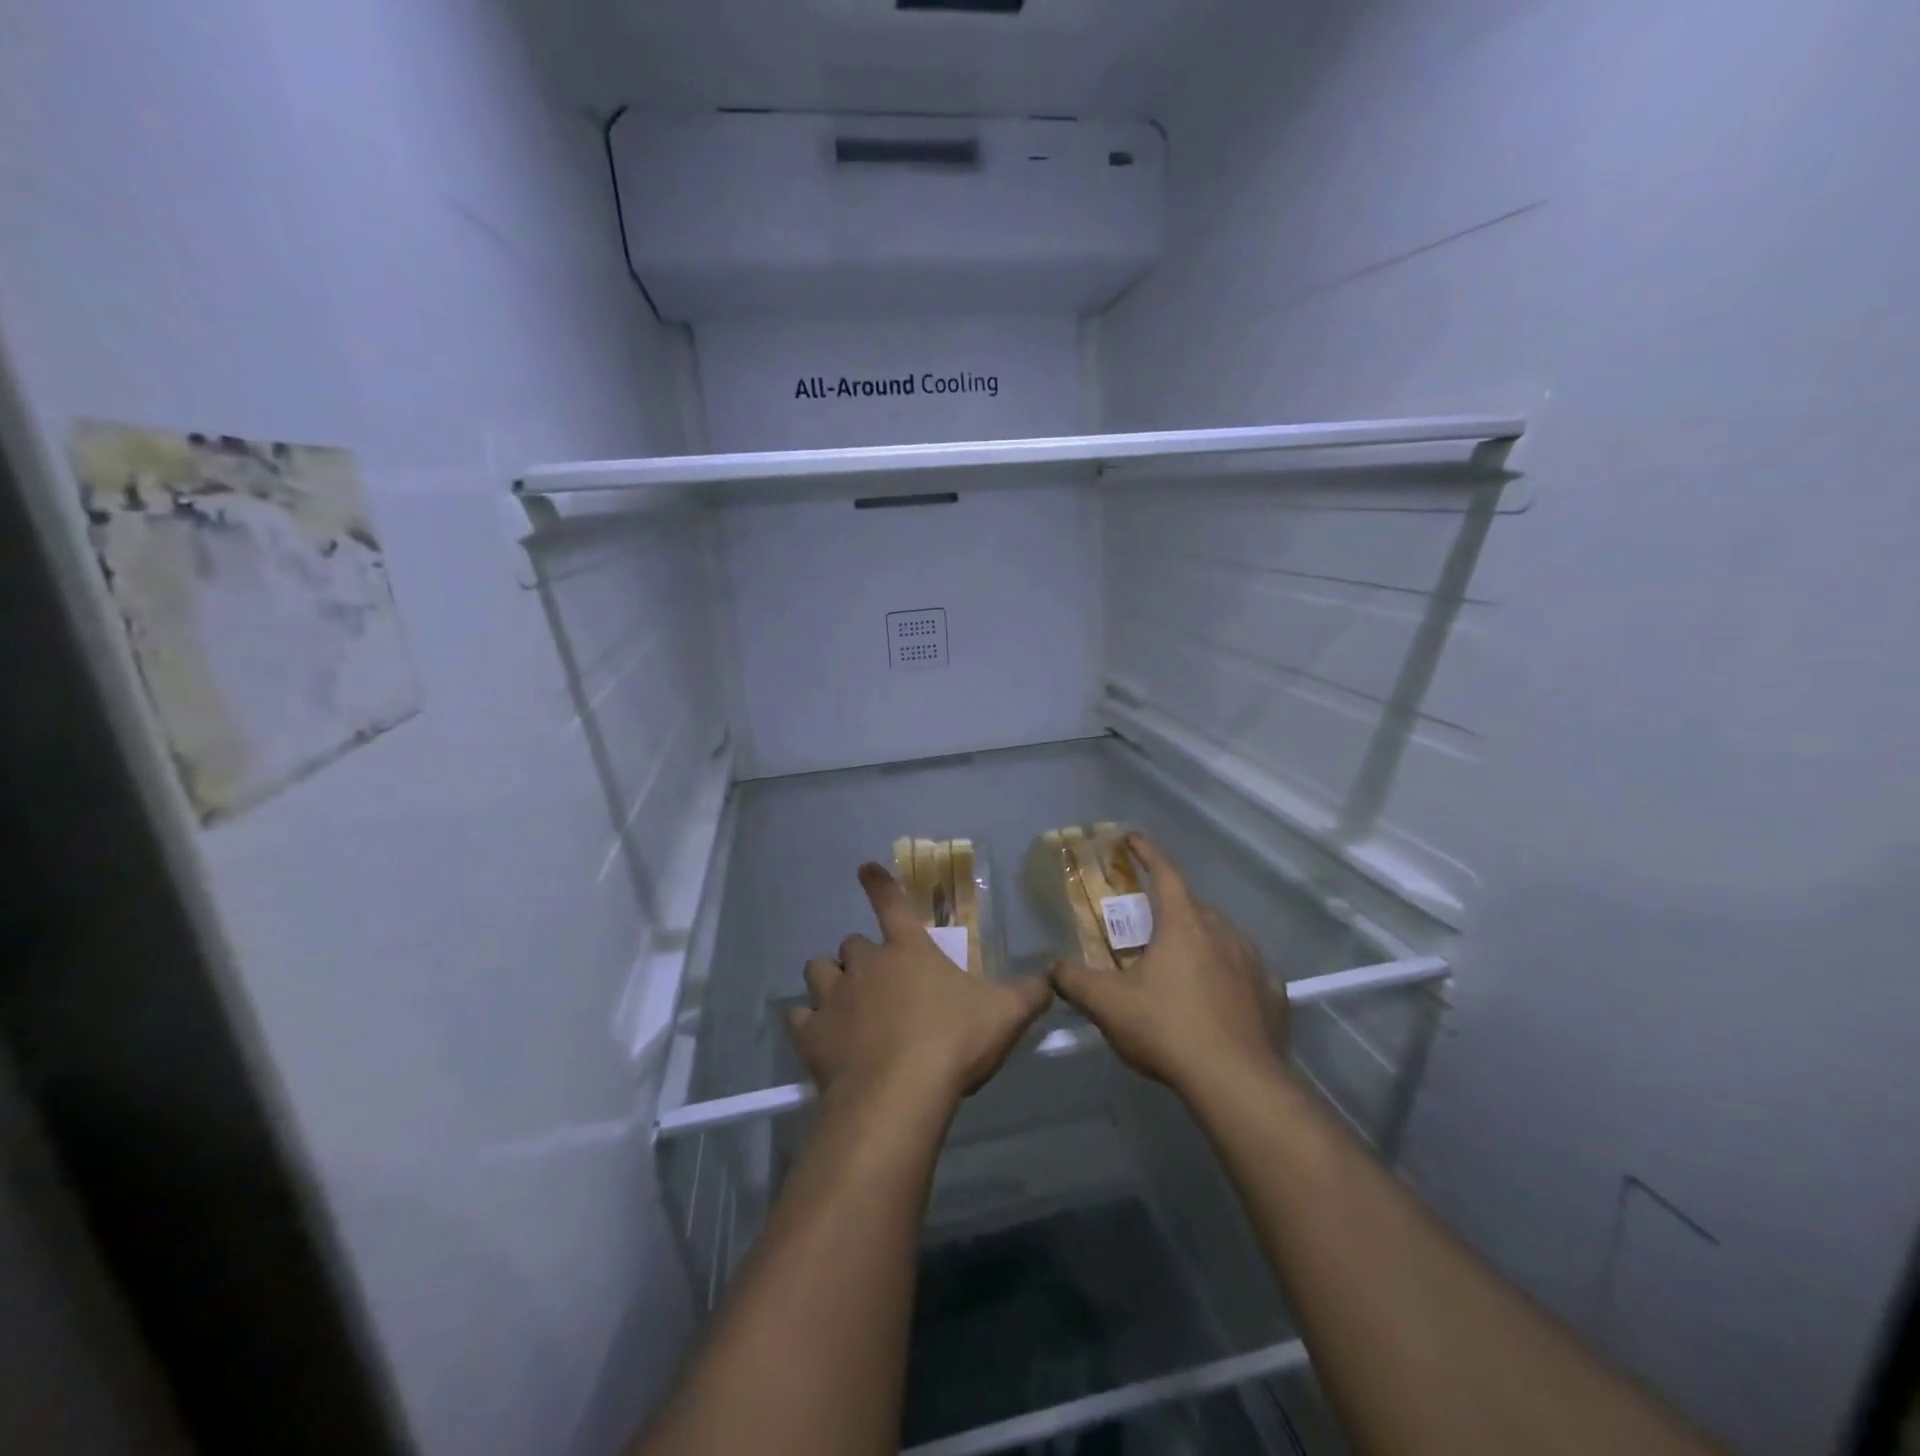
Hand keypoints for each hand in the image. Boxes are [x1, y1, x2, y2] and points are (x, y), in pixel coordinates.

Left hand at [788, 863, 1054, 1110]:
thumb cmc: (953, 1042)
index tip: (863, 867)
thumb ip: (1030, 992)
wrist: (898, 1094)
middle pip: (852, 944)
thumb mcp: (1005, 1014)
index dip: (879, 884)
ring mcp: (834, 996)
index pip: (891, 904)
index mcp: (908, 950)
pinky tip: (819, 1036)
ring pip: (818, 970)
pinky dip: (808, 1022)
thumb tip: (1053, 974)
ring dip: (829, 979)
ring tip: (841, 1000)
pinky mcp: (811, 1033)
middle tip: (878, 981)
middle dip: (862, 957)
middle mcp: (866, 964)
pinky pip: (799, 1016)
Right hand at [1050, 834, 1289, 1100]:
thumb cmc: (1168, 1029)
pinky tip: (1218, 997)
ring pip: (1222, 936)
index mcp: (1184, 924)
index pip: (1165, 873)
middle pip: (1193, 906)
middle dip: (1170, 906)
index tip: (1132, 838)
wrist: (1238, 1083)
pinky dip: (1228, 974)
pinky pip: (1245, 972)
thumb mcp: (1109, 1005)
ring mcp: (1253, 964)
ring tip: (1181, 961)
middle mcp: (1223, 932)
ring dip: (1200, 939)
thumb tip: (1051, 968)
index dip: (1147, 852)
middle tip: (1148, 922)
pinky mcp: (1272, 996)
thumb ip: (1075, 981)